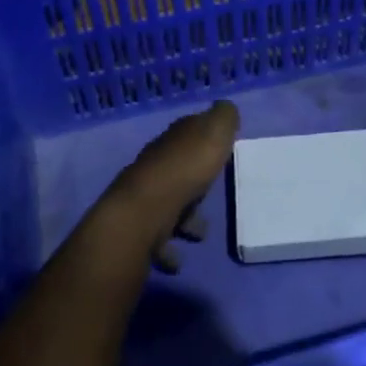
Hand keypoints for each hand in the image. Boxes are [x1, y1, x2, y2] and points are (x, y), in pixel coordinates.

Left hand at [92, 101, 238, 271]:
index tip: (221, 146)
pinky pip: (158, 238)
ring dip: (183, 216)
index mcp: (173, 140)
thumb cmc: (185, 170)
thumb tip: (226, 108)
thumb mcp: (214, 133)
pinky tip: (180, 257)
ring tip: (200, 232)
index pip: (189, 130)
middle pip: (177, 167)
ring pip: (168, 203)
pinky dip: (168, 248)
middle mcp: (156, 164)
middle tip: (214, 191)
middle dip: (194, 178)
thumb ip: (224, 118)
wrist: (145, 212)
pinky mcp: (139, 227)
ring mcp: (145, 196)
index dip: (205, 135)